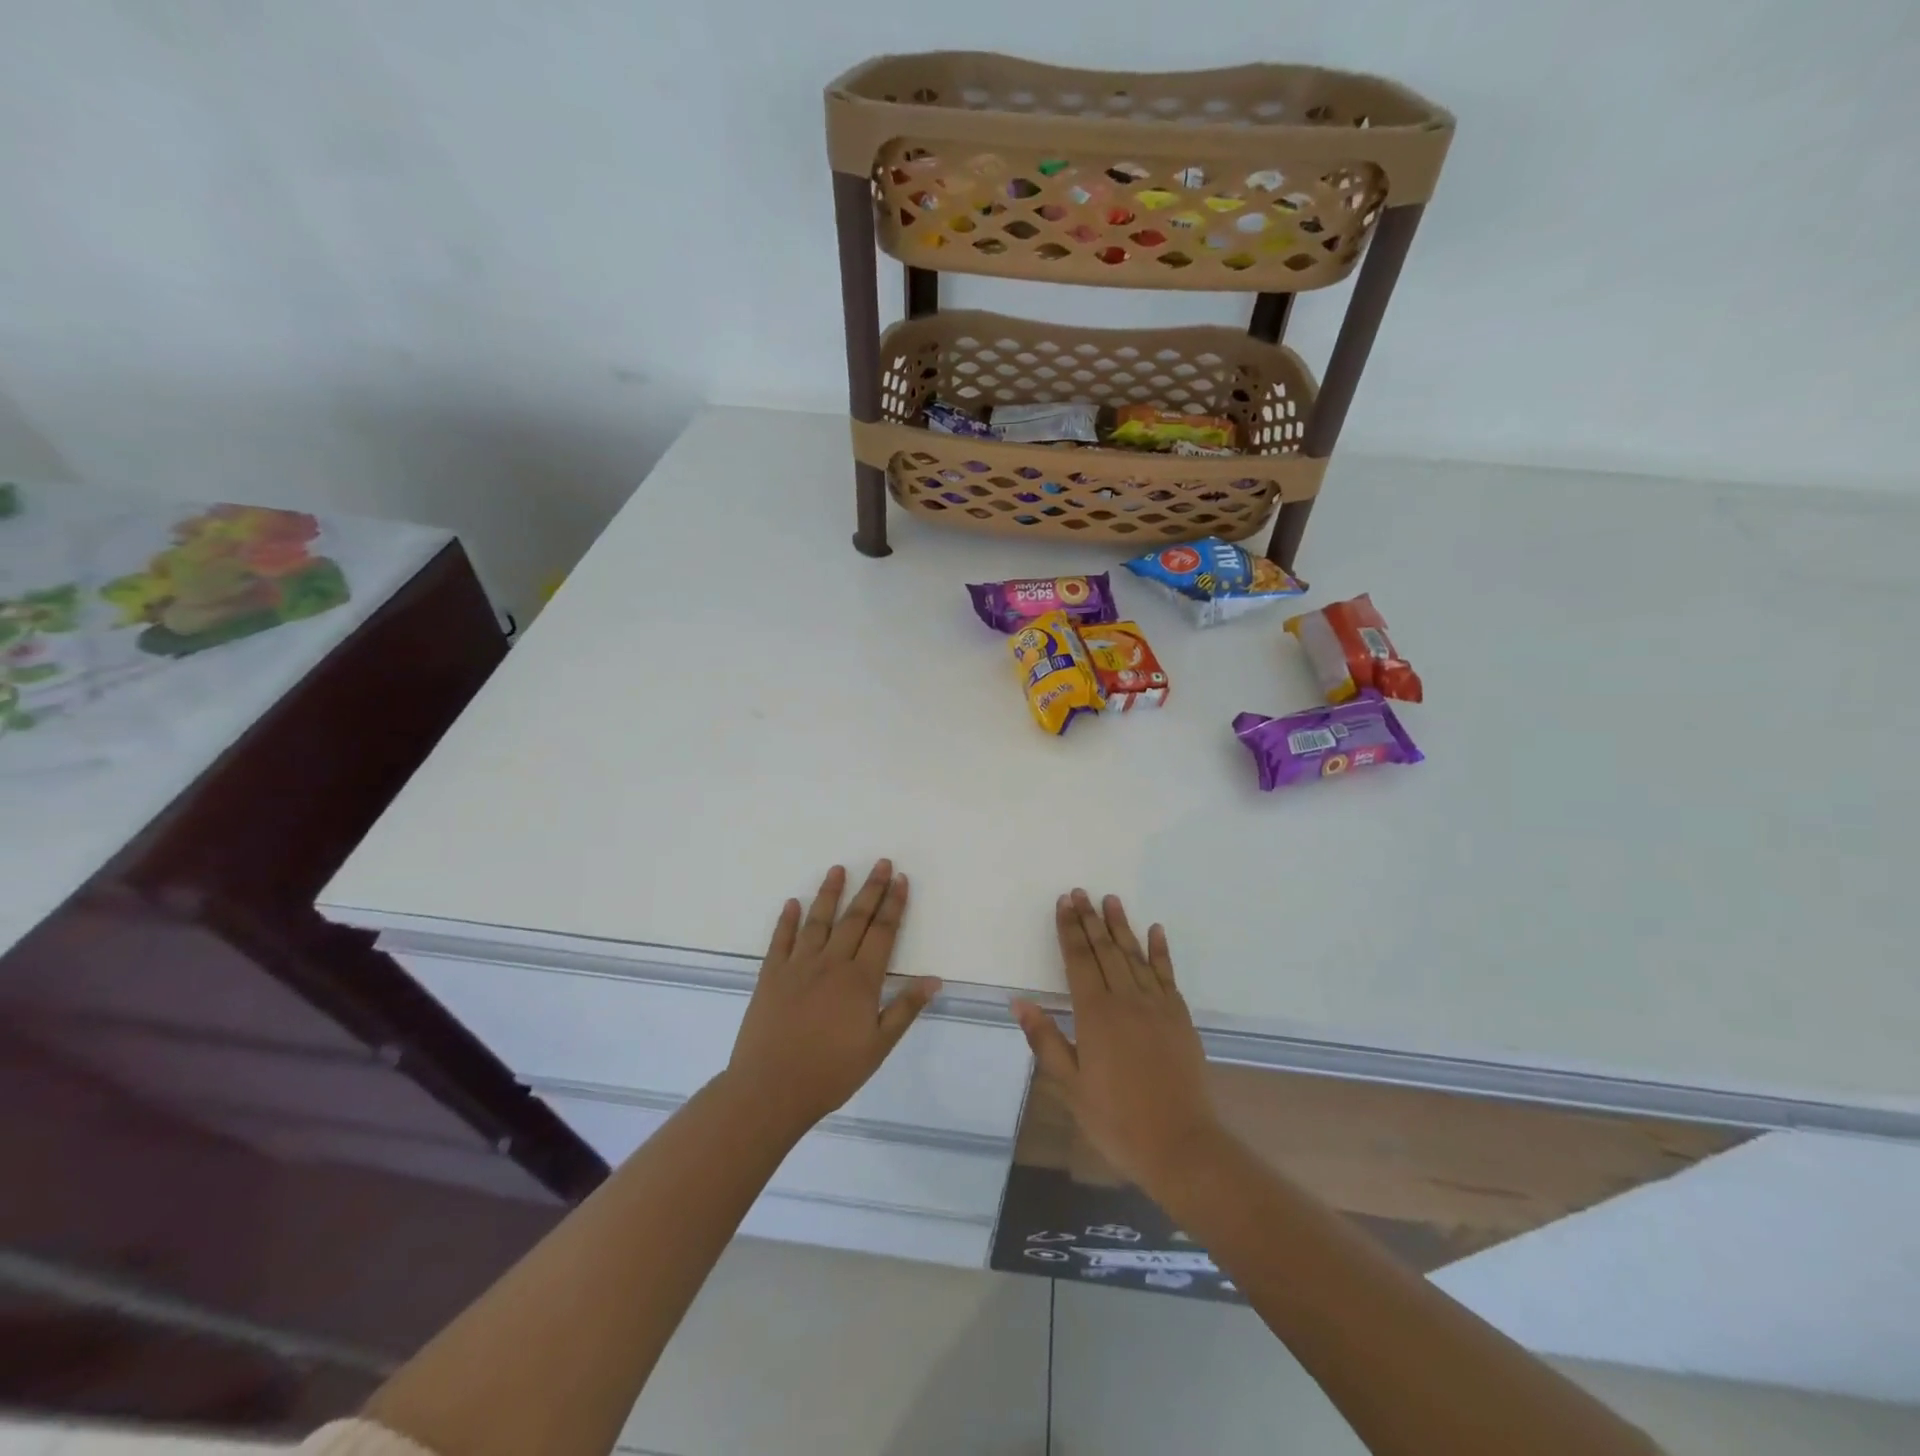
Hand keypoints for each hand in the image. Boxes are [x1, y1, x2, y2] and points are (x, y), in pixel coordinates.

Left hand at [725, 860, 940, 1135]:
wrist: (770, 1090)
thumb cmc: (831, 1072)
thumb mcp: (878, 1047)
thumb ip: (905, 1009)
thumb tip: (934, 979)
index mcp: (860, 980)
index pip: (882, 932)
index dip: (894, 904)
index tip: (901, 879)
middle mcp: (831, 963)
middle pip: (855, 918)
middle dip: (871, 889)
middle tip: (881, 863)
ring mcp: (798, 966)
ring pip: (818, 921)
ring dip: (829, 893)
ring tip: (838, 869)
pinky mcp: (771, 976)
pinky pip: (780, 940)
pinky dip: (787, 920)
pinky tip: (792, 904)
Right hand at [1011, 890, 1220, 1190]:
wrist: (1181, 1144)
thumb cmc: (1116, 1119)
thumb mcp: (1071, 1086)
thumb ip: (1046, 1040)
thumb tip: (1019, 1003)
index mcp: (1095, 1014)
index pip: (1078, 961)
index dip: (1069, 930)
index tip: (1063, 903)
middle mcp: (1126, 999)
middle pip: (1105, 950)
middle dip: (1090, 920)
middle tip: (1080, 892)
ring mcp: (1157, 1005)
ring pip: (1134, 955)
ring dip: (1121, 926)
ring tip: (1111, 900)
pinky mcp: (1179, 1016)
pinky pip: (1167, 974)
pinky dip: (1160, 950)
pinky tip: (1155, 931)